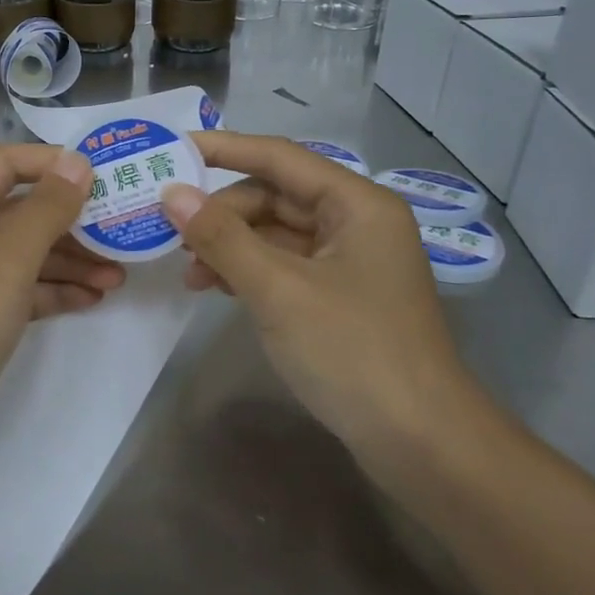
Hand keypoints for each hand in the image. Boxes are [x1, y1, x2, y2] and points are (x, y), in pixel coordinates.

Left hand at [0, 142, 121, 463]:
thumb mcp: (4, 265)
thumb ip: (45, 211)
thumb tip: (76, 161)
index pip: (6, 164)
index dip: (54, 163)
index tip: (106, 176)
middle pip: (18, 212)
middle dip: (71, 220)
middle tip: (124, 231)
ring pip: (23, 255)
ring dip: (70, 261)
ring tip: (120, 274)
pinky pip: (18, 292)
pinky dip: (53, 293)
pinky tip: (93, 300)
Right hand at [160, 132, 486, 483]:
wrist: (423, 446)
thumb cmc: (353, 352)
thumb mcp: (278, 289)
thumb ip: (222, 237)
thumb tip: (172, 194)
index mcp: (356, 204)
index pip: (279, 157)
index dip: (223, 149)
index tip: (172, 149)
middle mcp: (356, 222)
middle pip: (275, 196)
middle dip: (222, 212)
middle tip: (172, 233)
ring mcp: (349, 262)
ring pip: (276, 233)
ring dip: (230, 245)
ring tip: (189, 271)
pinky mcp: (339, 297)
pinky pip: (284, 265)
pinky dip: (249, 271)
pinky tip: (217, 289)